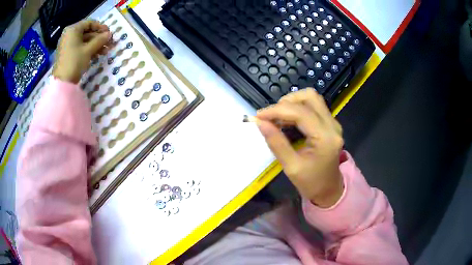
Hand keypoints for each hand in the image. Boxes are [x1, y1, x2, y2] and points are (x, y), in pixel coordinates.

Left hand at [53, 20, 111, 83]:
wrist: (62, 83)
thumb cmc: (75, 62)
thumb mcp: (89, 50)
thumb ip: (100, 40)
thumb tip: (109, 34)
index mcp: (73, 30)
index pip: (89, 23)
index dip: (100, 27)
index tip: (109, 33)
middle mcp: (69, 35)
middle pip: (87, 33)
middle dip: (98, 38)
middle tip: (109, 43)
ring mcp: (67, 45)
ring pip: (84, 41)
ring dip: (95, 45)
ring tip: (105, 51)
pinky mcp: (67, 54)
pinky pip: (79, 48)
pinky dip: (88, 50)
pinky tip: (97, 55)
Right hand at [256, 88, 343, 207]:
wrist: (329, 190)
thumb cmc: (311, 183)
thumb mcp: (291, 167)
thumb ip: (276, 143)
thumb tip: (260, 122)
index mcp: (325, 137)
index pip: (300, 112)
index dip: (277, 110)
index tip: (259, 116)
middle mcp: (332, 125)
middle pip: (309, 97)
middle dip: (286, 102)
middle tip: (271, 117)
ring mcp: (333, 123)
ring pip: (312, 98)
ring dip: (292, 103)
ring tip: (278, 118)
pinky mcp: (330, 124)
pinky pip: (313, 106)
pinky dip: (297, 109)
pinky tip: (288, 121)